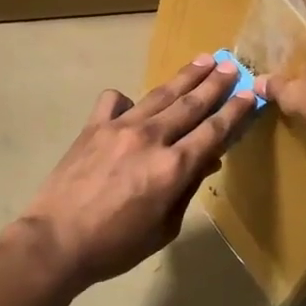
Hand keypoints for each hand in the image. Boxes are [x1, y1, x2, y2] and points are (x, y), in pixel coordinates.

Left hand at [13, 55, 257, 290]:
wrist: (56, 240)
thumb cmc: (115, 245)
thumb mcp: (164, 228)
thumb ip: (186, 190)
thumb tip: (205, 161)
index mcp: (173, 167)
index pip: (213, 131)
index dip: (235, 111)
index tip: (250, 93)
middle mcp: (151, 138)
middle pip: (191, 104)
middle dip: (215, 83)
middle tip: (231, 64)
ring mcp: (120, 127)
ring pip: (159, 94)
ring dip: (184, 77)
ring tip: (203, 59)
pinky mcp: (93, 126)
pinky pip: (115, 100)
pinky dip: (128, 99)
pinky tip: (133, 105)